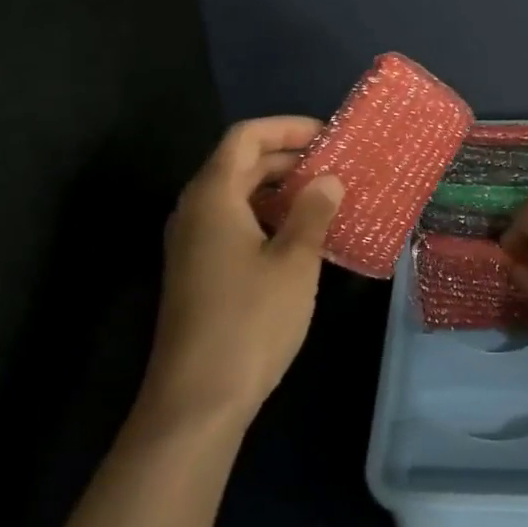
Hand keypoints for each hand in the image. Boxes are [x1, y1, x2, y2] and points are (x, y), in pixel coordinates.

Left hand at [143, 117, 343, 428]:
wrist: (197, 398)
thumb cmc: (250, 321)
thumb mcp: (294, 262)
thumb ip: (313, 213)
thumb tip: (328, 180)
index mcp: (213, 196)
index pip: (246, 137)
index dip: (287, 128)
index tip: (328, 136)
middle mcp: (195, 210)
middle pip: (240, 164)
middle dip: (288, 158)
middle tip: (335, 167)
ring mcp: (192, 243)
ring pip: (237, 196)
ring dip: (279, 190)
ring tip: (325, 200)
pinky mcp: (197, 271)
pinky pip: (233, 224)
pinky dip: (266, 218)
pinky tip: (300, 239)